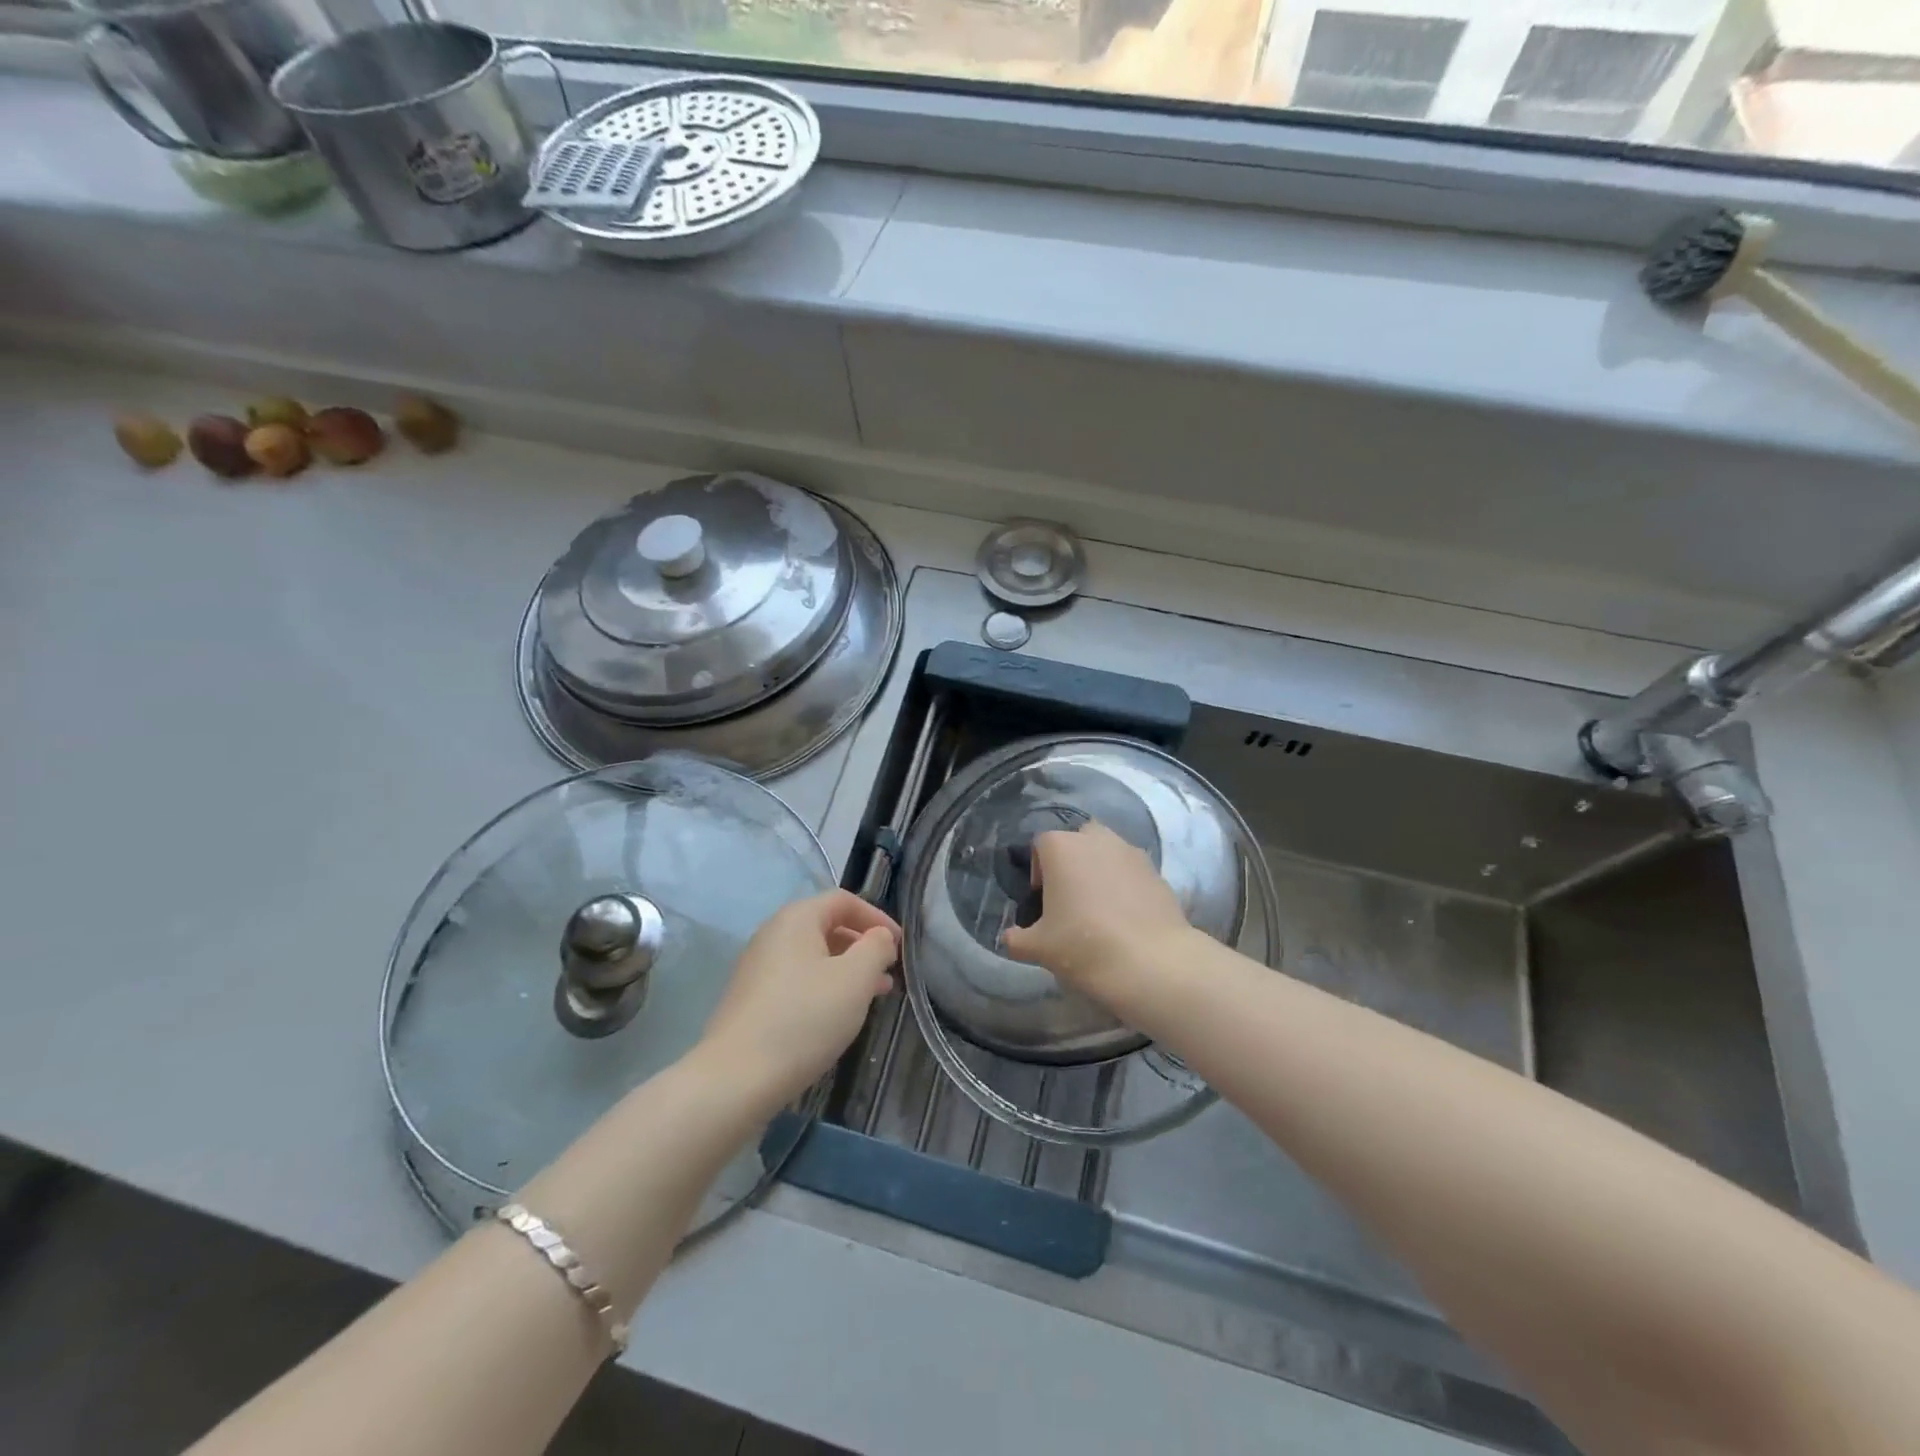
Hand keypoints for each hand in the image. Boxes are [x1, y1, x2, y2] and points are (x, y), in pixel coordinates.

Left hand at [698, 890, 899, 1109]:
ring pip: (813, 956)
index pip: (844, 900)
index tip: (900, 945)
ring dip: (847, 969)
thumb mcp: (856, 978)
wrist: (736, 1078)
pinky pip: (798, 979)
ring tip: (873, 996)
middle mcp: (773, 934)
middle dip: (863, 946)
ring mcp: (758, 967)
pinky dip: (824, 987)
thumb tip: (879, 937)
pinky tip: (837, 1016)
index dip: (877, 917)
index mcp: (796, 918)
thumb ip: (876, 948)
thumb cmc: (804, 1018)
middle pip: (827, 926)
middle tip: (889, 973)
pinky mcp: (752, 999)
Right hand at [1001, 822, 1194, 1006]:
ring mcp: (1131, 852)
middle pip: (1077, 841)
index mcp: (1061, 847)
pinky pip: (1131, 872)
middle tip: (1070, 900)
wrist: (1152, 963)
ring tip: (1099, 910)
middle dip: (1071, 863)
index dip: (1038, 871)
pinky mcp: (1157, 871)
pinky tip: (1125, 919)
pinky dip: (1125, 887)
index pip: (1040, 845)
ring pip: (1107, 853)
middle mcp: (1096, 839)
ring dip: (1099, 872)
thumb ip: (1017, 939)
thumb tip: (1010, 938)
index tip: (1042, 902)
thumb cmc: (1084, 945)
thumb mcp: (1038, 948)